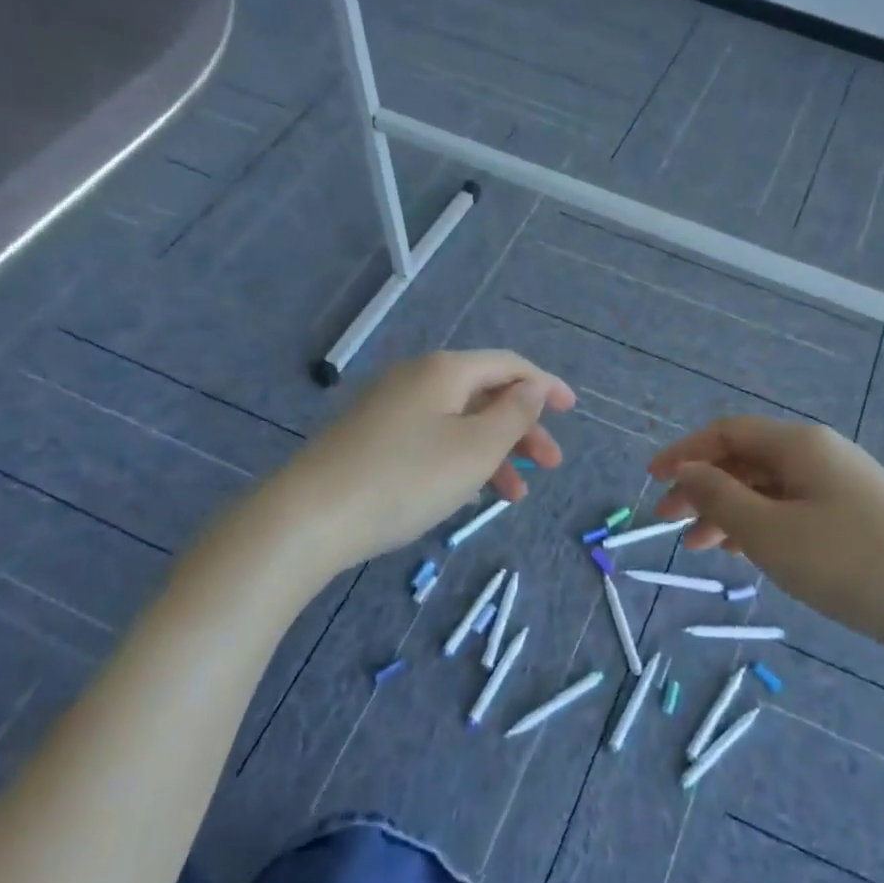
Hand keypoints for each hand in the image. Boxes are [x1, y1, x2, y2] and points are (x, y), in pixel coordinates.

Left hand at [277, 350, 574, 570]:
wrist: (310, 517)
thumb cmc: (407, 478)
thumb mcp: (476, 449)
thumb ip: (513, 415)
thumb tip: (532, 388)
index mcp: (446, 370)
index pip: (509, 365)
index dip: (546, 385)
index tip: (573, 409)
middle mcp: (417, 378)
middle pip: (485, 394)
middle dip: (522, 428)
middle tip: (550, 465)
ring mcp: (389, 407)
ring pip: (458, 421)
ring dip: (493, 452)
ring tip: (513, 496)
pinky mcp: (371, 437)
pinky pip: (432, 438)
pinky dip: (460, 460)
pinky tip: (467, 493)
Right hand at [649, 417, 883, 663]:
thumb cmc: (851, 566)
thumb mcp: (771, 534)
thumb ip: (720, 498)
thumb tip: (687, 470)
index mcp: (799, 445)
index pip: (726, 433)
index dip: (684, 453)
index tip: (650, 482)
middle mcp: (821, 453)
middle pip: (746, 459)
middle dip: (702, 487)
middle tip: (667, 523)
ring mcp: (843, 484)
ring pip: (769, 487)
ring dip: (728, 511)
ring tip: (699, 547)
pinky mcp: (858, 515)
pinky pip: (794, 508)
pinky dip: (761, 524)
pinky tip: (746, 552)